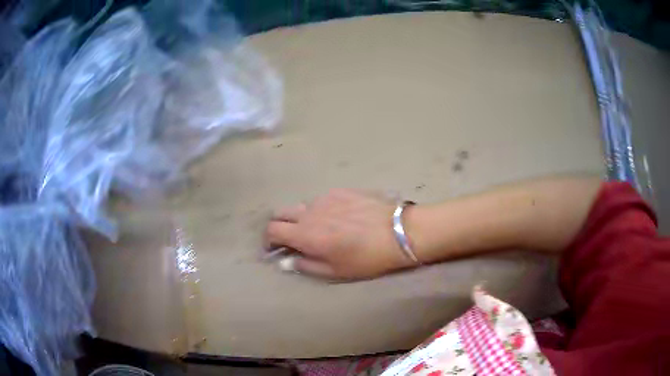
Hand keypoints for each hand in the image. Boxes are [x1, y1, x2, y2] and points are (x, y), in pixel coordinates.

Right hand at [264, 189, 414, 279]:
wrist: (398, 232)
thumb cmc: (366, 258)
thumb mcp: (335, 272)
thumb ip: (306, 265)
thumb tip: (287, 260)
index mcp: (305, 234)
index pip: (272, 230)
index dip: (268, 240)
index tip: (274, 248)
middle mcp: (310, 212)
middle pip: (281, 213)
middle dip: (280, 226)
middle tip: (292, 238)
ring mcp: (325, 198)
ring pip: (302, 206)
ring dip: (302, 218)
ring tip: (320, 229)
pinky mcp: (341, 190)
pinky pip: (322, 200)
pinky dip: (321, 210)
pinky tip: (339, 218)